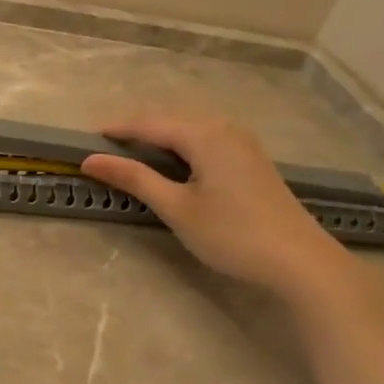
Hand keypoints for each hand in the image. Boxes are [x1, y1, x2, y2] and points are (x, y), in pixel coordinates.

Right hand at [81, 114, 356, 300]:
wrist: (299, 262)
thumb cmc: (232, 234)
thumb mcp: (176, 207)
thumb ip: (134, 179)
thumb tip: (91, 160)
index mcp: (204, 134)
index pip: (148, 123)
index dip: (115, 130)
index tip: (83, 141)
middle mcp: (224, 128)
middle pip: (169, 121)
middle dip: (134, 132)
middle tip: (101, 151)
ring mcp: (241, 143)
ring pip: (188, 131)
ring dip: (156, 140)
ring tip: (127, 158)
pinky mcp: (249, 160)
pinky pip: (204, 141)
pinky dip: (178, 148)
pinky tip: (168, 166)